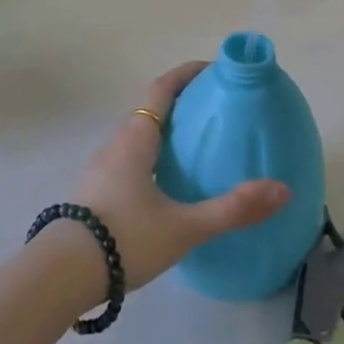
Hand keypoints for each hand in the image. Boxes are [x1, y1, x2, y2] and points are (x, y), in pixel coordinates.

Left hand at [71, 62, 288, 290]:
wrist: (61, 275)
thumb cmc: (125, 238)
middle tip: (214, 111)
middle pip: (149, 110)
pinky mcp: (94, 193)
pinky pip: (128, 160)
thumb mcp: (184, 226)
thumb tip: (282, 190)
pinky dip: (151, 156)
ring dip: (164, 131)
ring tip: (195, 148)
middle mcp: (115, 145)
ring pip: (137, 137)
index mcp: (135, 139)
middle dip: (180, 103)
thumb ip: (233, 209)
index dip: (187, 74)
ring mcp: (100, 169)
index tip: (213, 69)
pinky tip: (166, 186)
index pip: (162, 89)